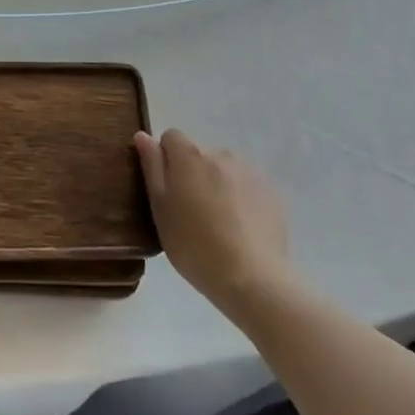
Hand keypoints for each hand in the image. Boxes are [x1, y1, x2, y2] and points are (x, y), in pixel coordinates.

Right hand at [135, 129, 291, 310]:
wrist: (252, 278)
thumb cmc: (194, 245)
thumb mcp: (160, 209)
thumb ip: (152, 167)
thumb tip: (143, 136)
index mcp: (190, 156)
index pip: (171, 137)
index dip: (165, 159)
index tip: (167, 189)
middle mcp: (221, 154)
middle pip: (199, 154)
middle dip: (192, 173)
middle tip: (190, 212)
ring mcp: (250, 172)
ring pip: (224, 170)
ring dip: (217, 184)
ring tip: (218, 222)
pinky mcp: (271, 192)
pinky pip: (247, 186)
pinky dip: (241, 198)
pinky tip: (240, 229)